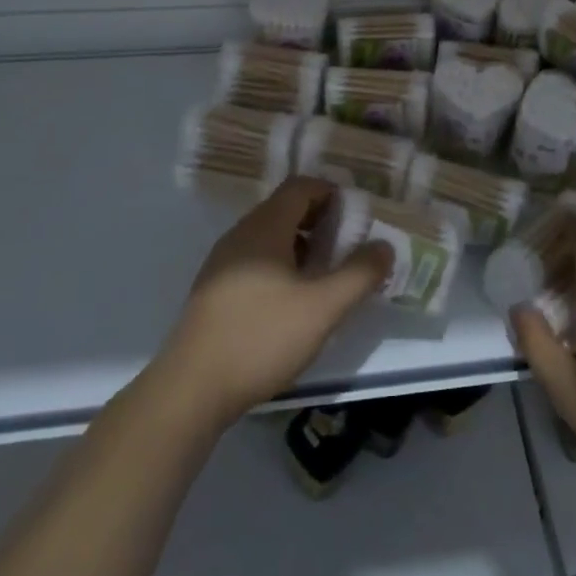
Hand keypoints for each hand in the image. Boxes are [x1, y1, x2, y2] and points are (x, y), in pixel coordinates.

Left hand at [157, 178, 390, 429]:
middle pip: (285, 209)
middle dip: (321, 221)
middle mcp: (241, 234)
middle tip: (349, 246)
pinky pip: (255, 260)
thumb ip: (359, 274)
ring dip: (302, 246)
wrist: (192, 389)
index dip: (332, 193)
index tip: (357, 217)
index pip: (301, 186)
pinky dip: (281, 266)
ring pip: (270, 237)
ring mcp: (223, 262)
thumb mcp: (323, 307)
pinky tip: (293, 301)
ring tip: (326, 275)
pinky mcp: (214, 290)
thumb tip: (384, 246)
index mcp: (265, 227)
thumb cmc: (262, 336)